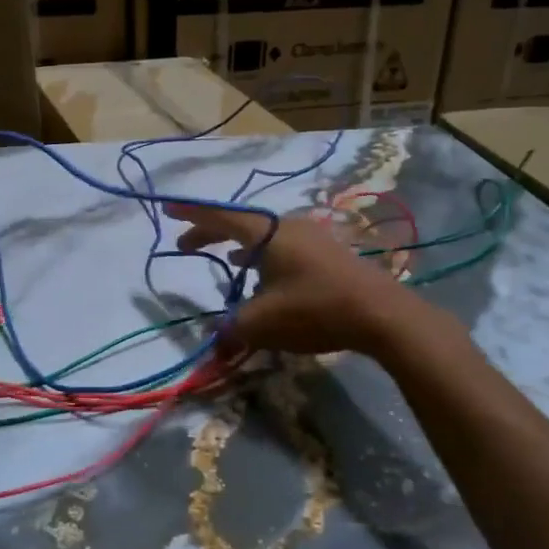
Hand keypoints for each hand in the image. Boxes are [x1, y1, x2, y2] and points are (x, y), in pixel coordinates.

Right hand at [163, 201, 421, 358]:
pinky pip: (283, 247)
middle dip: (210, 234)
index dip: (191, 214)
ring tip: (224, 262)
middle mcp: (287, 226)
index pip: (219, 216)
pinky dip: (263, 257)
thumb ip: (230, 329)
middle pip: (240, 224)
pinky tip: (264, 276)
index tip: (167, 208)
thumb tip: (215, 340)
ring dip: (239, 248)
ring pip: (263, 237)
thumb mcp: (261, 324)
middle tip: (185, 245)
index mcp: (265, 233)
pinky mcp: (328, 253)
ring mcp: (311, 237)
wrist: (380, 314)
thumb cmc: (313, 309)